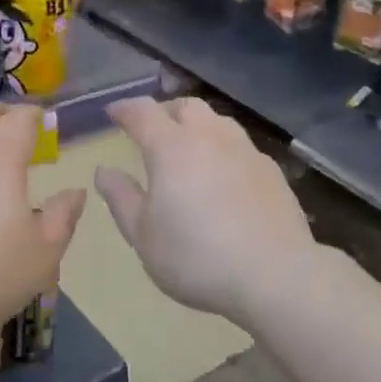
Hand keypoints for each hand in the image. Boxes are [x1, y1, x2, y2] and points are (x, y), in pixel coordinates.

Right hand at [95, 97, 317, 327]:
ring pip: (217, 120)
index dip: (125, 108)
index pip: (143, 112)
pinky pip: (240, 145)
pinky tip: (225, 175)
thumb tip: (104, 171)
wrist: (276, 275)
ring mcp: (244, 150)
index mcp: (171, 147)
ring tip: (190, 148)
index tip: (114, 113)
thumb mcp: (144, 236)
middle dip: (165, 111)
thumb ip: (121, 198)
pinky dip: (224, 149)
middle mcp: (209, 136)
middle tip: (153, 130)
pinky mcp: (271, 169)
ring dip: (198, 126)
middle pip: (185, 105)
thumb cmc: (197, 257)